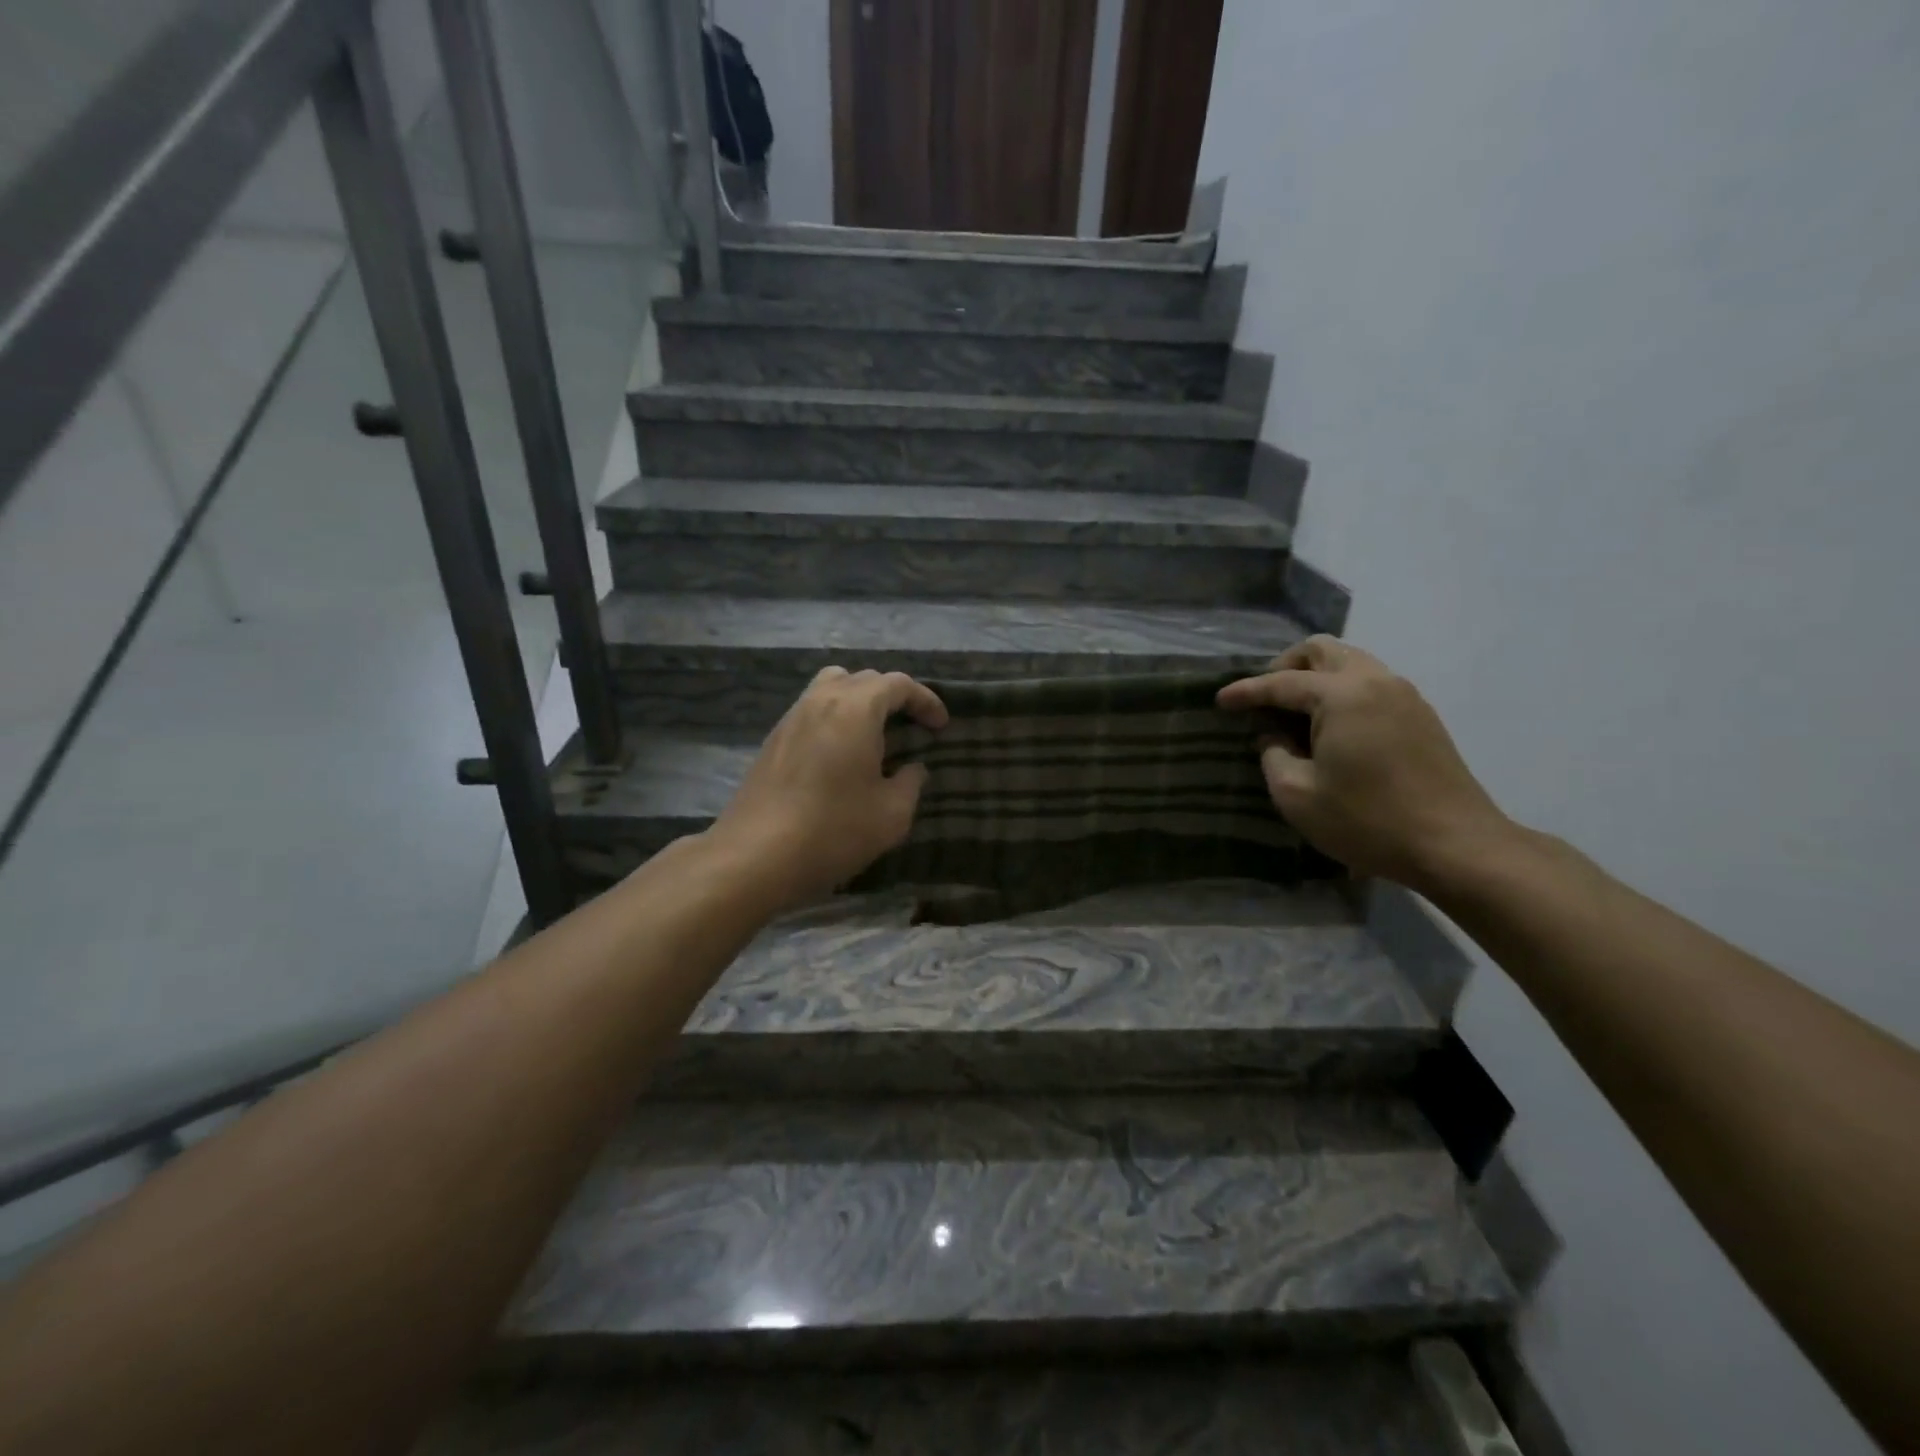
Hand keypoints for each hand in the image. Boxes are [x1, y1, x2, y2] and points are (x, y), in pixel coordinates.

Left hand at [706, 667, 948, 911]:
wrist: (755, 855)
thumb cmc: (833, 830)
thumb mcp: (892, 814)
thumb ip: (910, 784)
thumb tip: (912, 768)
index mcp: (856, 708)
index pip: (898, 684)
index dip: (926, 700)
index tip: (941, 726)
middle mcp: (821, 700)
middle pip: (864, 678)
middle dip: (894, 697)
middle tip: (913, 727)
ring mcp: (792, 717)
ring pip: (832, 687)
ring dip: (860, 701)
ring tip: (876, 732)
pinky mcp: (773, 739)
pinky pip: (812, 710)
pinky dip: (836, 717)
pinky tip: (841, 753)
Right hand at [1217, 637, 1511, 890]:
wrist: (1454, 845)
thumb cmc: (1366, 820)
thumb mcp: (1297, 794)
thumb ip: (1273, 754)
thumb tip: (1273, 735)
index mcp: (1342, 694)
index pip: (1281, 682)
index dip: (1245, 692)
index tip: (1219, 701)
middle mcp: (1375, 681)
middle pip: (1322, 650)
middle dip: (1285, 667)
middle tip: (1264, 699)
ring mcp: (1404, 695)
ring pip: (1350, 662)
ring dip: (1316, 678)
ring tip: (1294, 714)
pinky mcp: (1420, 716)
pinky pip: (1371, 683)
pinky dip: (1342, 692)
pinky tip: (1330, 728)